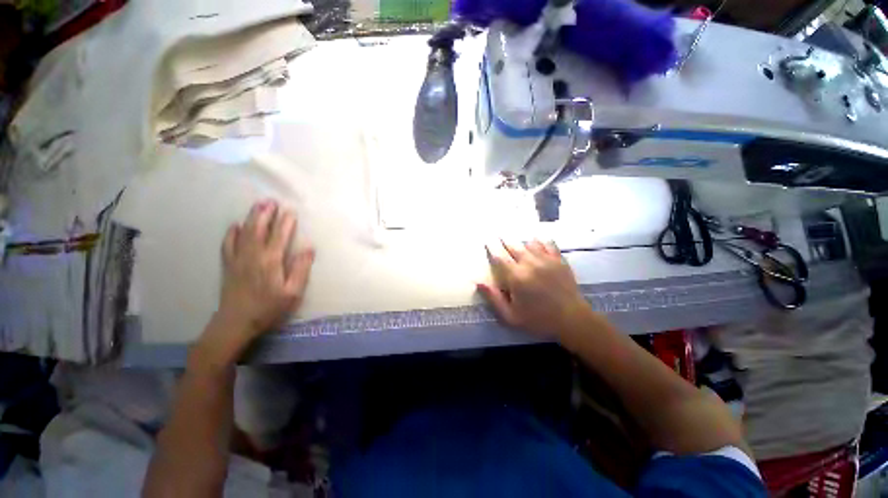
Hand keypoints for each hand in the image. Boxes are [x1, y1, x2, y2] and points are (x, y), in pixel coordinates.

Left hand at [214, 200, 314, 348]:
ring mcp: (238, 259)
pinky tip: (235, 225)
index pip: (279, 236)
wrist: (236, 322)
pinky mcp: (228, 265)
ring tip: (257, 206)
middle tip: (271, 201)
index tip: (290, 211)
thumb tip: (309, 248)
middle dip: (265, 214)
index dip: (285, 222)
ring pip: (244, 233)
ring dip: (251, 218)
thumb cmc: (269, 307)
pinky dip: (231, 233)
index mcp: (271, 261)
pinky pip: (228, 244)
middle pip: (259, 229)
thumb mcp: (293, 292)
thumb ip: (300, 268)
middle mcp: (253, 255)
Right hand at [478, 240, 591, 338]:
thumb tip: (478, 282)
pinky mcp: (559, 260)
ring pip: (530, 243)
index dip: (492, 248)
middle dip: (505, 240)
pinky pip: (548, 244)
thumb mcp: (511, 316)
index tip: (488, 240)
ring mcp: (546, 260)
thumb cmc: (538, 319)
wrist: (572, 319)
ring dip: (521, 241)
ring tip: (517, 240)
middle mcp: (530, 264)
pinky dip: (541, 241)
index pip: (500, 257)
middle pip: (514, 246)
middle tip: (499, 235)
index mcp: (516, 277)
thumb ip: (493, 298)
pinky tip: (538, 240)